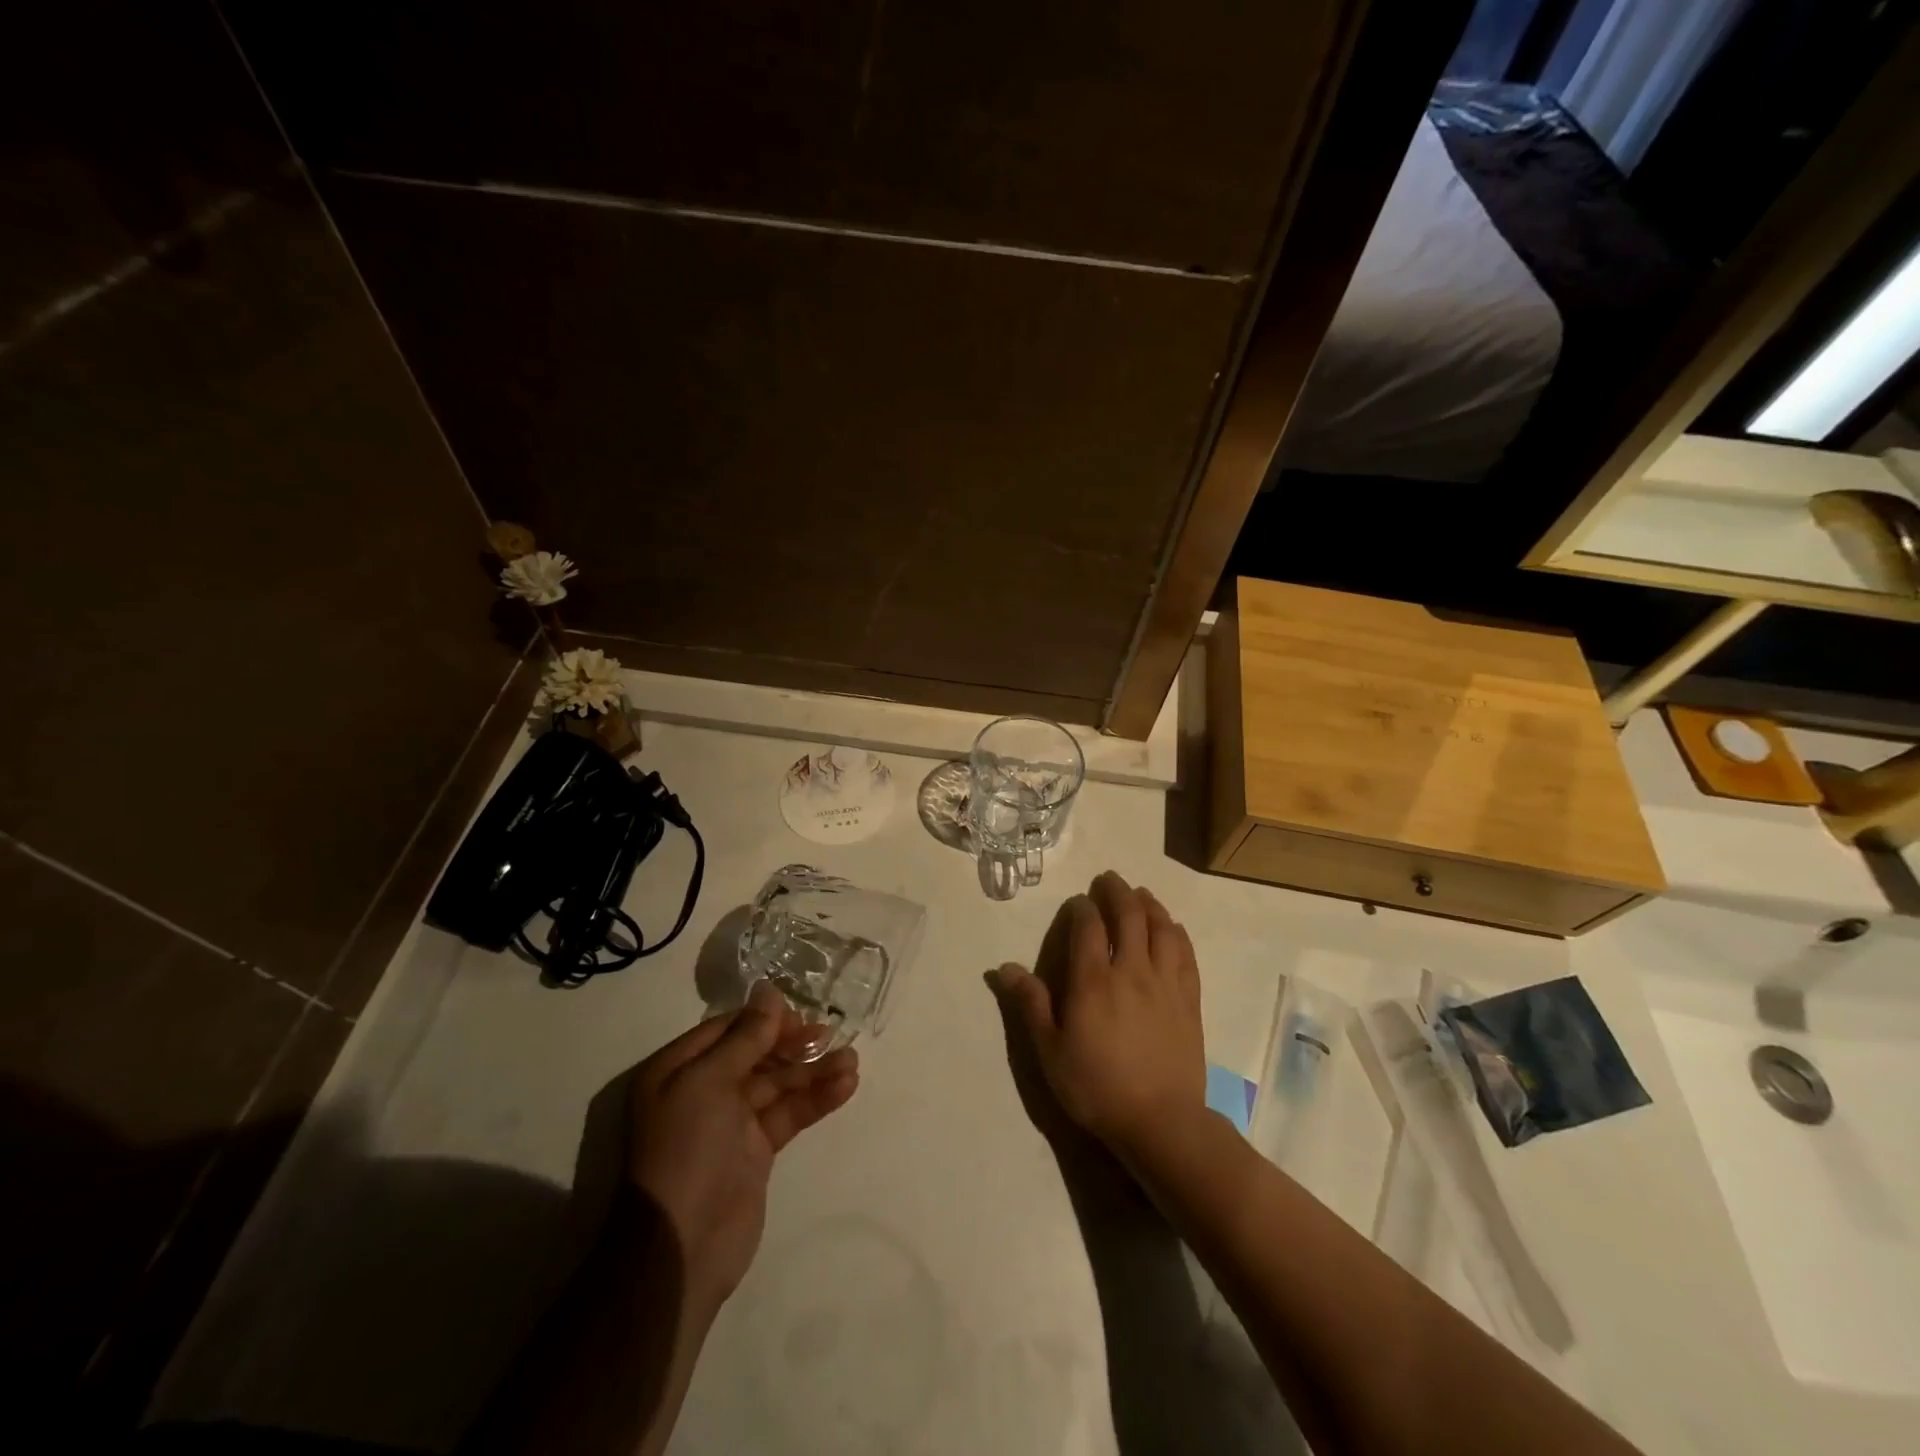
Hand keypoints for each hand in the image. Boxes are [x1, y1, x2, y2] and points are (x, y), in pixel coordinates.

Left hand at [625, 983, 858, 1308]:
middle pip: (757, 1054)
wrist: (681, 1247)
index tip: (800, 1014)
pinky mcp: (756, 1151)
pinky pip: (789, 1113)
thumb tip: (769, 991)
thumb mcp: (709, 1082)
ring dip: (813, 1071)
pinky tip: (845, 1086)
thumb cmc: (686, 1150)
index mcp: (678, 1069)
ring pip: (779, 1084)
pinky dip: (816, 1099)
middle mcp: (703, 1090)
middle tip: (829, 1035)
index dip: (764, 1019)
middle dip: (793, 1044)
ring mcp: (731, 1122)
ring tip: (851, 1061)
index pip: (728, 1029)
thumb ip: (745, 1037)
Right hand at [990, 871, 1204, 1163]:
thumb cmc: (1096, 1087)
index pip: (1088, 927)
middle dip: (1117, 892)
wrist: (1160, 1121)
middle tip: (1108, 879)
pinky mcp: (1189, 999)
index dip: (1082, 908)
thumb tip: (1004, 968)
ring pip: (1160, 928)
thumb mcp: (1050, 1051)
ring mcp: (1165, 982)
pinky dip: (1176, 932)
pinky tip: (1172, 927)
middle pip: (1128, 916)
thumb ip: (1030, 1005)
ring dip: (1149, 904)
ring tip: (1140, 894)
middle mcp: (1131, 970)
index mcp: (1093, 981)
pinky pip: (1185, 953)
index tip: (1078, 902)